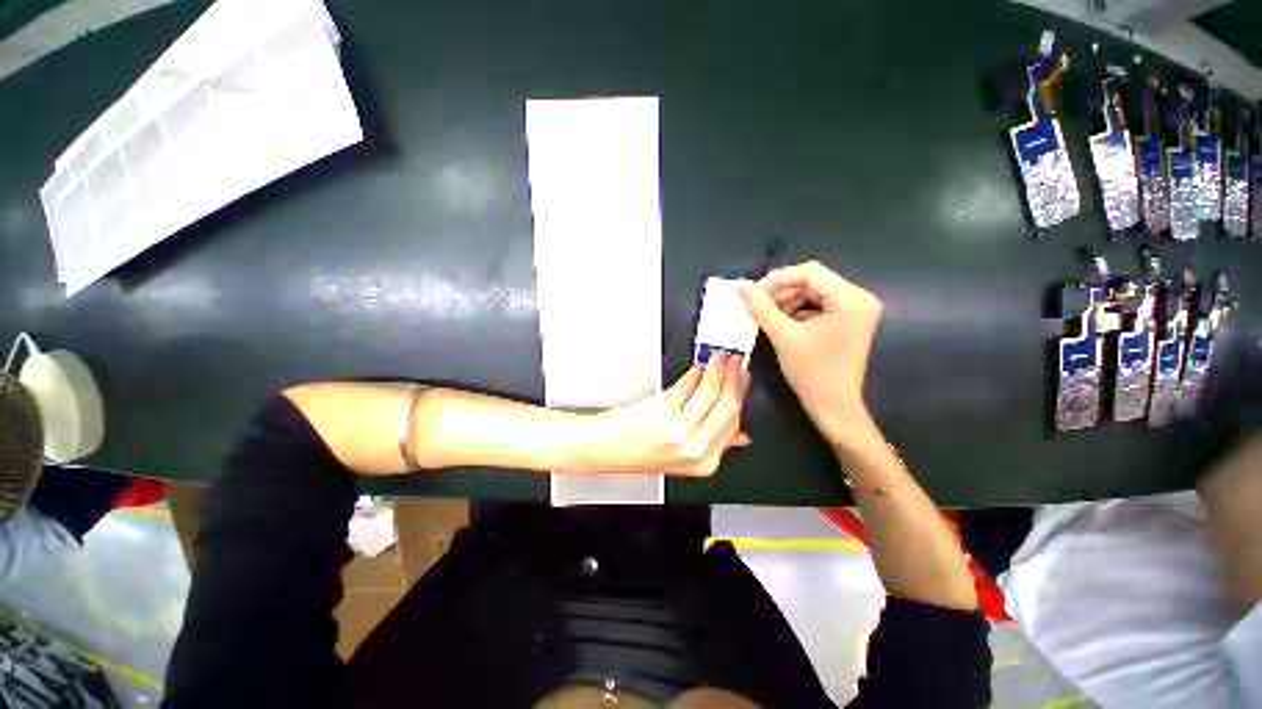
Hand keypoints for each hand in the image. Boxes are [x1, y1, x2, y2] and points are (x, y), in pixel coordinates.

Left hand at [590, 351, 749, 475]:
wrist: (608, 448)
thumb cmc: (641, 451)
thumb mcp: (684, 458)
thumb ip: (715, 446)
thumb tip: (741, 436)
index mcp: (704, 462)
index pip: (733, 423)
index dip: (740, 396)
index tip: (742, 380)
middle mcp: (695, 448)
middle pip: (727, 406)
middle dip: (733, 379)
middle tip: (734, 362)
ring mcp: (679, 429)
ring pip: (710, 391)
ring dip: (717, 369)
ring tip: (718, 357)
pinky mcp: (664, 409)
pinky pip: (689, 383)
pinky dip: (696, 371)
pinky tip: (698, 366)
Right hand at [737, 261, 881, 447]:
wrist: (833, 407)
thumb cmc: (812, 373)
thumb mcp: (783, 336)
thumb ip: (761, 307)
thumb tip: (739, 285)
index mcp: (851, 299)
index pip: (810, 272)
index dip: (777, 279)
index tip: (752, 292)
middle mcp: (858, 298)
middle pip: (812, 281)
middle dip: (780, 290)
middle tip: (755, 304)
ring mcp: (854, 310)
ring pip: (812, 292)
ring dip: (785, 300)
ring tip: (764, 313)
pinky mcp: (846, 320)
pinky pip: (817, 305)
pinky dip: (795, 310)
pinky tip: (778, 320)